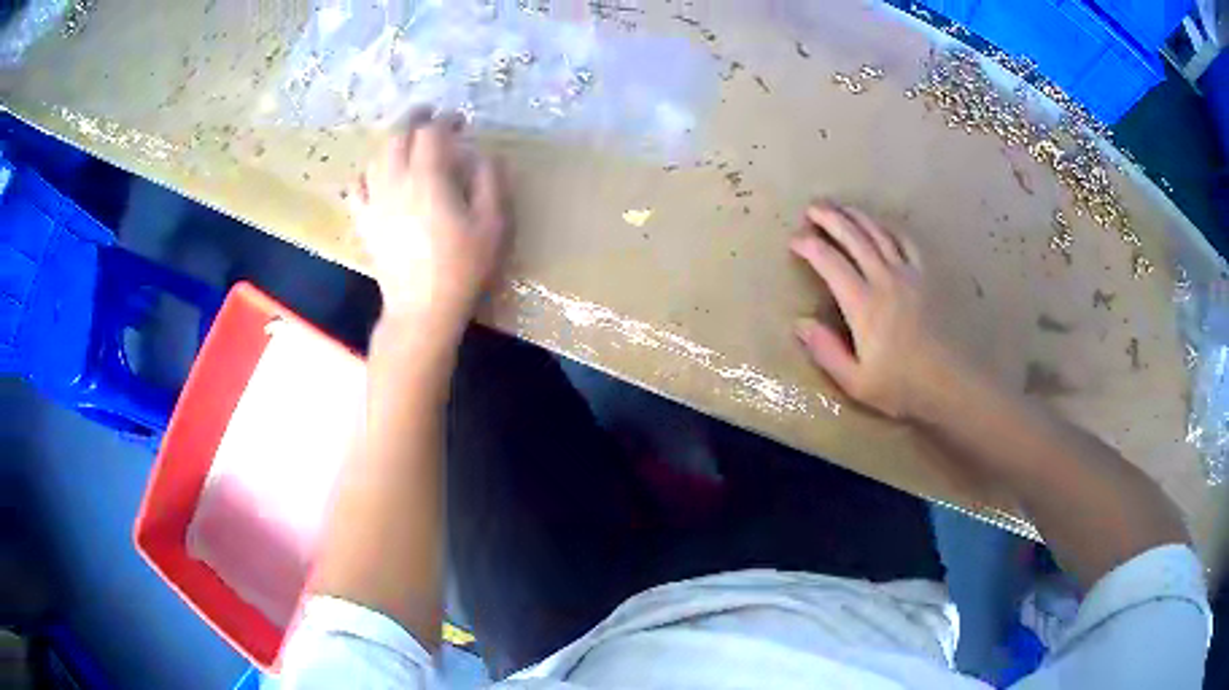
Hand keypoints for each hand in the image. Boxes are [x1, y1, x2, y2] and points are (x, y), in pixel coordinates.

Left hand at [349, 111, 507, 339]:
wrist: (421, 309)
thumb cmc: (462, 268)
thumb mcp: (492, 224)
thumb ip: (490, 182)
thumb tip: (483, 154)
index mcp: (428, 179)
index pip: (430, 133)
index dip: (445, 120)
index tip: (460, 121)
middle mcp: (395, 182)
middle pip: (398, 136)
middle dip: (414, 118)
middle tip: (430, 114)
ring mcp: (375, 201)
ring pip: (377, 156)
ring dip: (392, 140)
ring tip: (406, 138)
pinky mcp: (365, 221)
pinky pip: (358, 186)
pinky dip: (367, 172)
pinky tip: (376, 174)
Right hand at [790, 202, 972, 421]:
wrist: (948, 383)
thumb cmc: (900, 386)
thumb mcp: (855, 382)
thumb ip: (826, 352)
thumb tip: (799, 324)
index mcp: (863, 304)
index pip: (830, 263)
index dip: (809, 246)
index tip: (794, 240)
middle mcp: (883, 280)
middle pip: (853, 237)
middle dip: (830, 219)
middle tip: (812, 208)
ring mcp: (907, 274)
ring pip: (878, 233)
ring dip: (856, 217)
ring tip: (840, 208)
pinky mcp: (925, 276)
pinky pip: (906, 242)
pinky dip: (889, 228)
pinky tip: (881, 226)